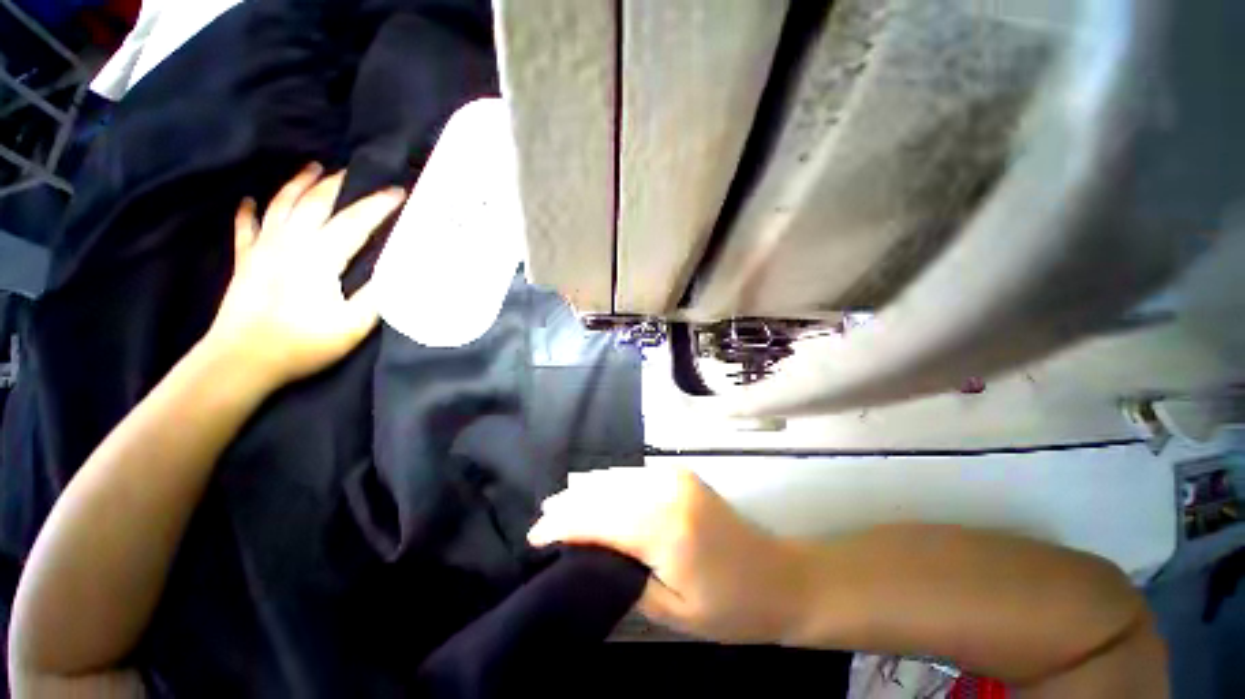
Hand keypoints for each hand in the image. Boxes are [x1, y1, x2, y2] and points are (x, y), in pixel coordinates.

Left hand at [204, 164, 405, 389]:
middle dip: (338, 183)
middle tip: (356, 171)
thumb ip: (379, 294)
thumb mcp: (354, 324)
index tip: (400, 191)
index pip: (355, 221)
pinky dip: (248, 211)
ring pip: (281, 204)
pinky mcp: (246, 261)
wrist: (241, 360)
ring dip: (298, 183)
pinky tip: (249, 200)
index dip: (379, 205)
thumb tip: (402, 270)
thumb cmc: (303, 343)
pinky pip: (246, 227)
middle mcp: (290, 242)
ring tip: (312, 167)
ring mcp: (263, 248)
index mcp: (320, 256)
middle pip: (315, 202)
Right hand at [528, 467, 808, 642]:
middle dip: (568, 505)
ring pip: (615, 477)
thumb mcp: (671, 610)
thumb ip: (624, 575)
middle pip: (603, 492)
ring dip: (585, 490)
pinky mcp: (680, 473)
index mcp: (665, 528)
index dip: (562, 526)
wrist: (780, 576)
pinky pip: (633, 474)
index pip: (598, 519)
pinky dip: (608, 482)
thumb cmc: (729, 606)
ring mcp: (675, 476)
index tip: (534, 536)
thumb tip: (587, 554)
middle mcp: (666, 491)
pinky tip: (593, 489)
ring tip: (558, 503)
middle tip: (541, 520)